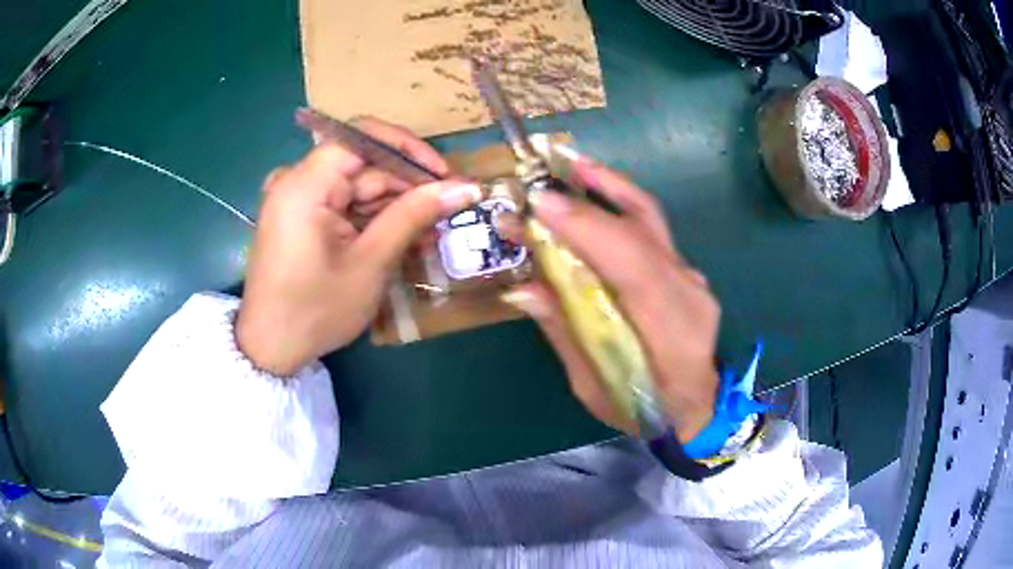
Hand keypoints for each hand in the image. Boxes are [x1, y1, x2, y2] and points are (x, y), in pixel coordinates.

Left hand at [236, 117, 480, 375]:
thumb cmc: (316, 310)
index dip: (409, 150)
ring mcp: (296, 199)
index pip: (363, 137)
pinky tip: (401, 237)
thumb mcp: (370, 262)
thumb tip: (466, 187)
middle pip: (362, 164)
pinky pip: (342, 204)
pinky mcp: (299, 217)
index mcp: (304, 184)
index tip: (444, 177)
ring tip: (430, 231)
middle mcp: (296, 181)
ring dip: (393, 206)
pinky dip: (372, 219)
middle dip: (405, 186)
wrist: (270, 349)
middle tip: (447, 210)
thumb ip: (414, 215)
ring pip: (356, 186)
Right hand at [501, 159, 720, 441]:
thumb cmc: (645, 411)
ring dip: (611, 188)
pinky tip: (597, 196)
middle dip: (590, 199)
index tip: (540, 205)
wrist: (698, 409)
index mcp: (671, 332)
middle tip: (544, 179)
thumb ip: (566, 333)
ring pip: (651, 220)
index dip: (587, 229)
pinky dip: (621, 207)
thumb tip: (524, 287)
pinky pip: (652, 231)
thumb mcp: (595, 387)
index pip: (632, 265)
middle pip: (642, 231)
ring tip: (574, 167)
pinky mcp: (685, 272)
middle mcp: (688, 293)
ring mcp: (691, 278)